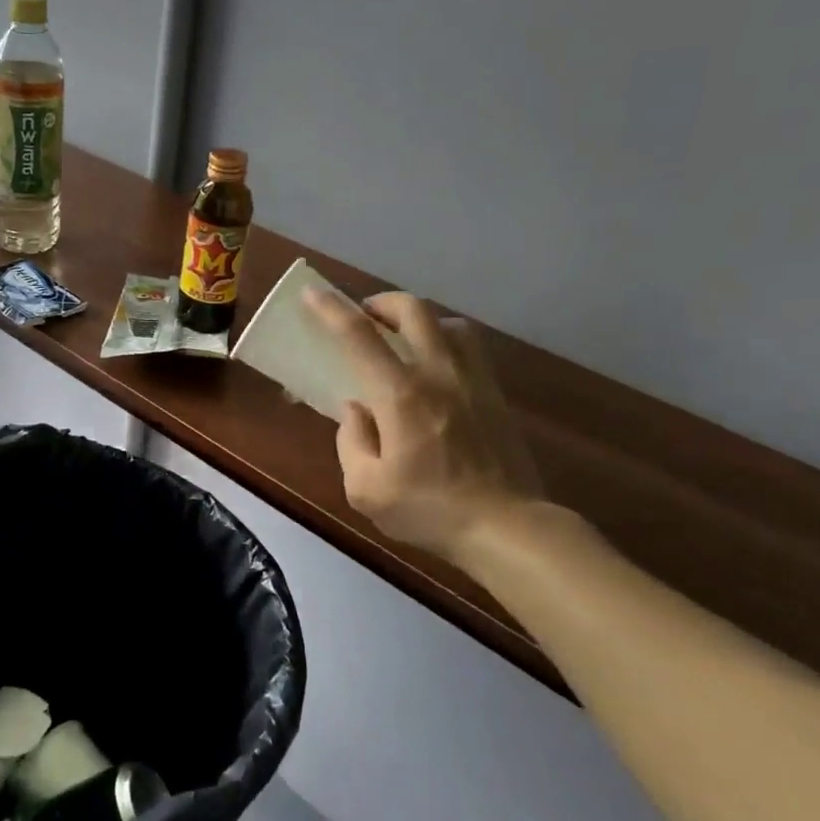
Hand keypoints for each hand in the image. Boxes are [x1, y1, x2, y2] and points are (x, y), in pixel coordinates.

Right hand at [303, 288, 542, 566]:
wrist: (507, 527)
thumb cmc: (428, 510)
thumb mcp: (366, 489)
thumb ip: (351, 441)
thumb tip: (357, 410)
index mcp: (401, 395)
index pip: (359, 336)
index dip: (331, 309)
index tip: (313, 293)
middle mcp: (438, 374)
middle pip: (413, 310)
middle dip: (381, 303)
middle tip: (363, 316)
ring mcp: (473, 380)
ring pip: (448, 323)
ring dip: (419, 320)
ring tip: (403, 340)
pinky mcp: (495, 394)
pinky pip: (470, 347)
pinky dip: (445, 341)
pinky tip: (436, 368)